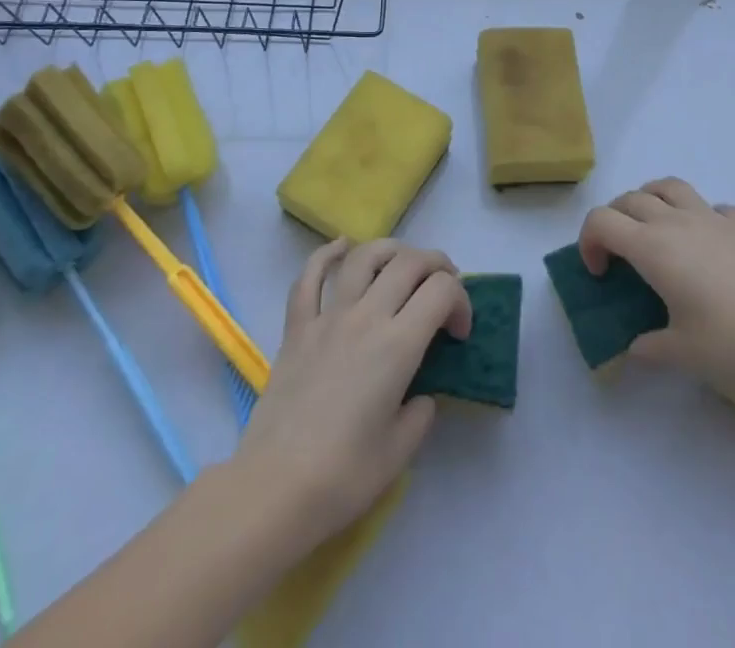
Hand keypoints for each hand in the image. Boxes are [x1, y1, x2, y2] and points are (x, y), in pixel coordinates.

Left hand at [233, 238, 471, 546]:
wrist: (274, 488)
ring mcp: (328, 317)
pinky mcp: (297, 327)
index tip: (458, 333)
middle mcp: (366, 317)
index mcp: (397, 345)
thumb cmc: (343, 476)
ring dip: (392, 250)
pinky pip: (310, 277)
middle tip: (444, 288)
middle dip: (436, 265)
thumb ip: (420, 412)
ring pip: (365, 257)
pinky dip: (328, 254)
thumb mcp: (401, 451)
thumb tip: (419, 394)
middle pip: (409, 263)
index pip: (442, 291)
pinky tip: (342, 246)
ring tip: (404, 264)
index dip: (461, 301)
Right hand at [578, 177, 734, 397]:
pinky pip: (710, 207)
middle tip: (620, 253)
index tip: (600, 274)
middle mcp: (677, 222)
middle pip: (630, 199)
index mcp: (654, 248)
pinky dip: (697, 216)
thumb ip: (649, 347)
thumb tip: (636, 347)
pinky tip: (709, 245)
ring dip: (650, 199)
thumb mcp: (683, 355)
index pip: (601, 221)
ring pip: (668, 186)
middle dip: (614, 219)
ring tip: (655, 227)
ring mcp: (714, 217)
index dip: (589, 241)